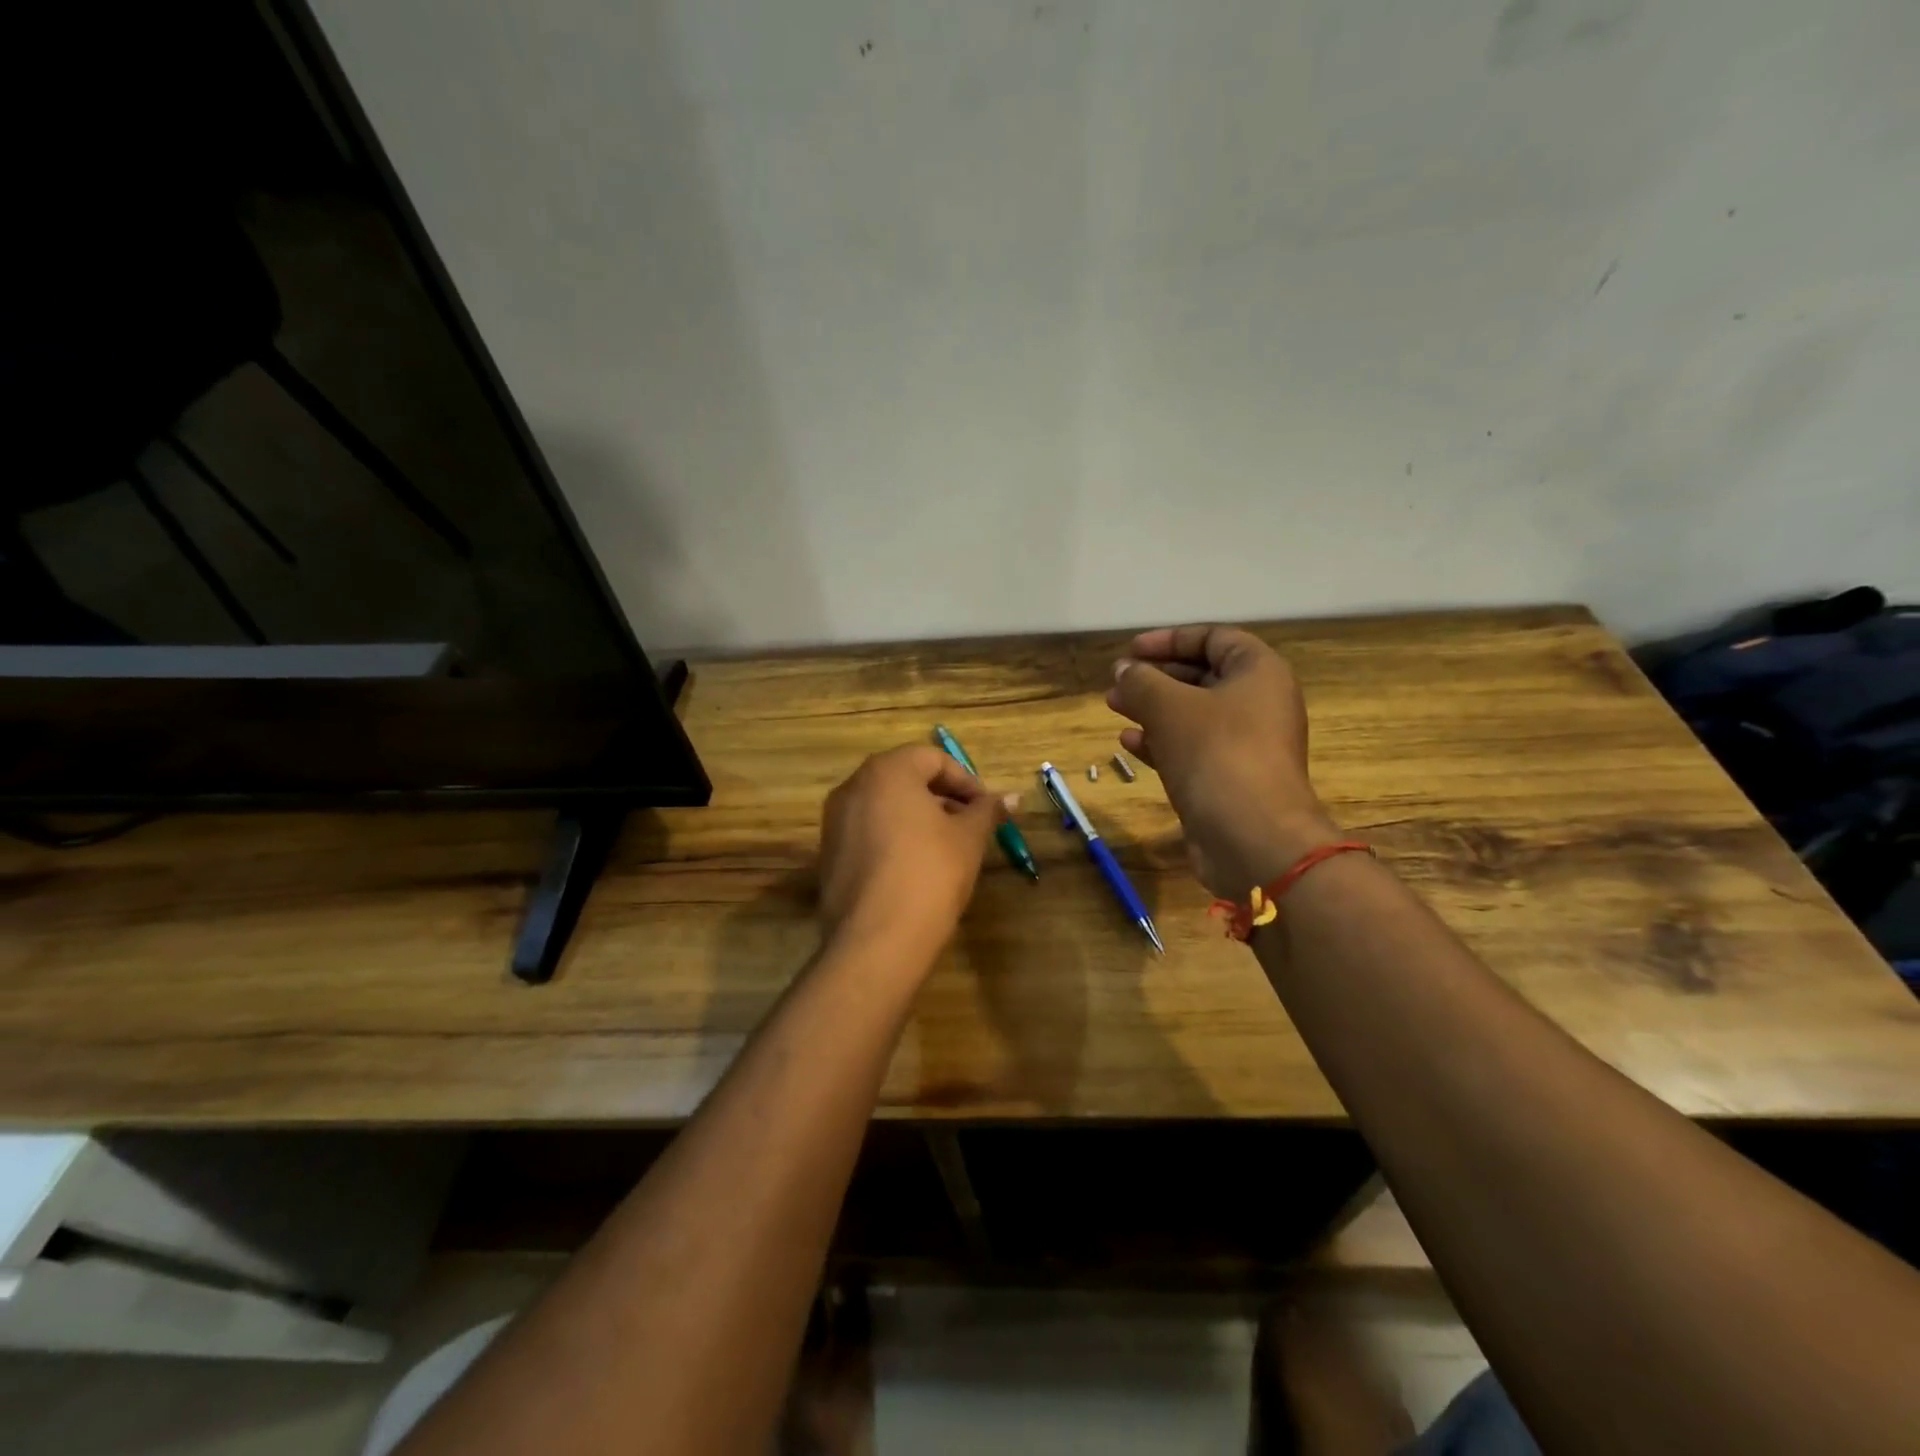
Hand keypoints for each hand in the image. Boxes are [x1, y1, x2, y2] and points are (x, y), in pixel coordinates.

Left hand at [817, 744, 1011, 962]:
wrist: (877, 939)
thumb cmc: (930, 873)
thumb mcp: (968, 838)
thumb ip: (987, 810)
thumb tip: (1013, 796)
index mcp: (886, 772)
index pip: (932, 758)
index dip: (966, 781)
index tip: (987, 809)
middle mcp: (853, 787)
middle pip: (905, 778)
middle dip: (942, 798)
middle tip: (971, 825)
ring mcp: (835, 821)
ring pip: (885, 805)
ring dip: (918, 817)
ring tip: (947, 848)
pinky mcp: (829, 854)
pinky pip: (867, 831)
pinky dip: (894, 837)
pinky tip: (916, 868)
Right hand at [1107, 625, 1337, 897]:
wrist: (1253, 838)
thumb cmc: (1216, 754)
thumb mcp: (1170, 706)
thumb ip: (1141, 681)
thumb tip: (1123, 670)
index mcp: (1259, 673)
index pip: (1214, 638)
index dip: (1170, 639)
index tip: (1131, 651)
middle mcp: (1258, 704)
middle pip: (1203, 676)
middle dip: (1156, 676)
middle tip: (1118, 682)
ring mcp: (1246, 745)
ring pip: (1193, 715)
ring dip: (1153, 709)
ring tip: (1114, 707)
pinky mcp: (1230, 779)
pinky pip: (1193, 749)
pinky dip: (1162, 742)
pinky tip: (1129, 743)